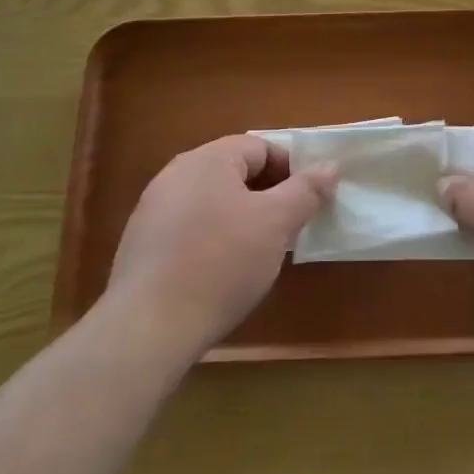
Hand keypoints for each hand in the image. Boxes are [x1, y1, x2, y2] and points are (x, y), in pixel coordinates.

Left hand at [100, 135, 336, 363]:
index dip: (291, 169)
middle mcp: (175, 175)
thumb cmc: (221, 263)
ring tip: (260, 253)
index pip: (260, 147)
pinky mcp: (143, 244)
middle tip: (289, 227)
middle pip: (235, 172)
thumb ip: (306, 190)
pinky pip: (191, 227)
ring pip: (213, 201)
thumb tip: (330, 166)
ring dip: (242, 218)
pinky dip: (214, 239)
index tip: (308, 202)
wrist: (149, 327)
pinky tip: (223, 272)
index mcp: (208, 159)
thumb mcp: (276, 224)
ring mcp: (153, 209)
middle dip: (268, 195)